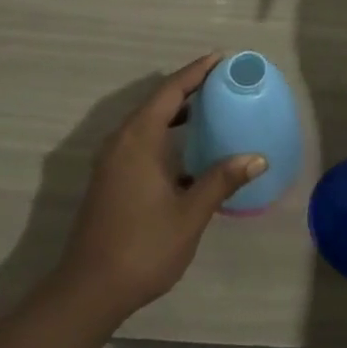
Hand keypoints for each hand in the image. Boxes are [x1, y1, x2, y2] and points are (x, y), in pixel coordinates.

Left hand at [53, 54, 265, 324]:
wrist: (89, 289)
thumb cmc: (143, 246)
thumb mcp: (190, 213)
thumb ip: (221, 180)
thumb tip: (257, 157)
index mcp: (139, 139)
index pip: (170, 91)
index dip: (196, 72)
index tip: (221, 58)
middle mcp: (121, 140)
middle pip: (157, 101)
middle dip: (188, 88)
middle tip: (222, 81)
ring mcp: (111, 160)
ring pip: (146, 121)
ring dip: (175, 111)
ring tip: (209, 108)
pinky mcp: (109, 178)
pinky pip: (140, 139)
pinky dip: (164, 132)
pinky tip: (186, 150)